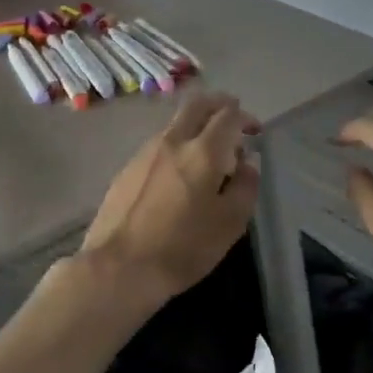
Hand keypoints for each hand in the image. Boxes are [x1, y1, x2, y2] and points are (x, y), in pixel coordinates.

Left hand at [82, 91, 260, 302]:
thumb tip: (248, 163)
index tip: (254, 132)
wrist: (118, 268)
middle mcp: (172, 142)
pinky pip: (158, 145)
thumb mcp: (230, 224)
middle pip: (197, 104)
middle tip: (232, 118)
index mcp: (203, 152)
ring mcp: (144, 153)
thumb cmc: (183, 248)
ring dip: (195, 126)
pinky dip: (176, 146)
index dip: (245, 117)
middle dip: (219, 104)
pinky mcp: (126, 170)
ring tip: (207, 154)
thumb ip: (245, 186)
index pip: (228, 115)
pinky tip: (178, 175)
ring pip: (175, 124)